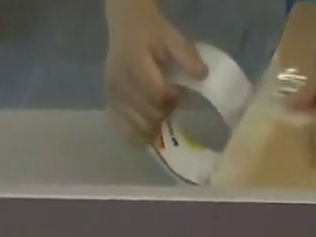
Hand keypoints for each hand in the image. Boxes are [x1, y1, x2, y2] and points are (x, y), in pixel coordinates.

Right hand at [104, 0, 205, 142]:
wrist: (125, 22)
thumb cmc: (149, 29)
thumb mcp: (169, 34)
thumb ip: (186, 54)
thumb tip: (203, 74)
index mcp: (133, 62)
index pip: (157, 96)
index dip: (172, 99)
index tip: (176, 91)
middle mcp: (120, 81)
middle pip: (150, 116)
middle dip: (164, 113)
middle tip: (168, 101)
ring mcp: (114, 96)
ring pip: (140, 128)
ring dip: (154, 127)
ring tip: (158, 111)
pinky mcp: (112, 105)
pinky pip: (127, 131)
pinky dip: (140, 135)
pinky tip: (149, 129)